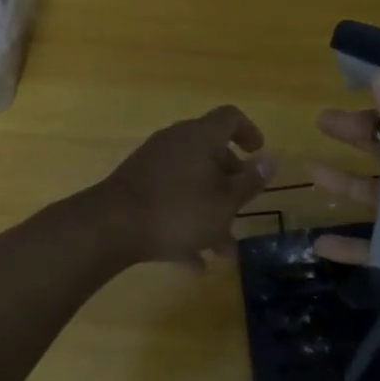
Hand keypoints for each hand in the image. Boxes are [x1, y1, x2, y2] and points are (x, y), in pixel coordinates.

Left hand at [98, 105, 274, 265]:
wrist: (110, 226)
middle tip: (243, 205)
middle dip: (230, 181)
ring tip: (223, 250)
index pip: (230, 117)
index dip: (248, 132)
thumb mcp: (225, 202)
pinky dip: (184, 222)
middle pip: (210, 152)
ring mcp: (152, 163)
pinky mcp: (135, 186)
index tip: (258, 153)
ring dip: (209, 210)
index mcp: (201, 136)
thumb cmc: (178, 210)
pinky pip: (169, 198)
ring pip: (191, 181)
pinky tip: (192, 263)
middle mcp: (177, 141)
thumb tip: (270, 160)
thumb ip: (249, 181)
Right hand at [310, 74, 379, 297]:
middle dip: (354, 137)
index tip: (347, 91)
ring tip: (310, 171)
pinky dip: (348, 248)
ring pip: (373, 196)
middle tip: (322, 122)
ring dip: (343, 184)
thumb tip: (375, 75)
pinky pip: (375, 248)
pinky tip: (318, 244)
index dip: (378, 107)